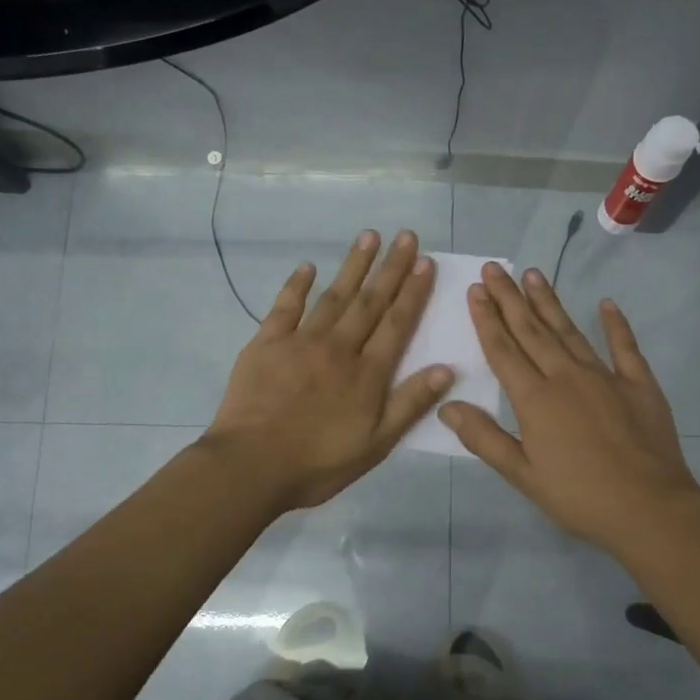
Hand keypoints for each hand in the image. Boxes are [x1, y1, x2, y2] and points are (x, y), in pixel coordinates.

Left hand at [203, 229, 453, 511]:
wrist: (252, 465)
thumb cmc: (318, 462)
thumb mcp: (376, 443)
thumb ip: (410, 404)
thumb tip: (447, 368)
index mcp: (367, 373)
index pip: (397, 324)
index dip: (413, 292)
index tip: (425, 262)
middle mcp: (338, 348)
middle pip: (370, 301)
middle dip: (390, 267)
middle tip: (405, 235)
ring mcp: (300, 341)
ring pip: (333, 296)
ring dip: (353, 265)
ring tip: (369, 236)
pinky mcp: (266, 343)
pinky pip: (285, 306)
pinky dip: (298, 285)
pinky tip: (308, 266)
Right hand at [438, 262, 699, 555]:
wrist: (650, 508)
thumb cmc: (579, 497)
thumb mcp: (522, 475)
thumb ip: (484, 438)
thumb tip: (447, 406)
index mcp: (535, 399)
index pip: (503, 350)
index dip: (487, 319)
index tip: (476, 290)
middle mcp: (566, 376)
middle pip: (532, 330)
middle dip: (510, 298)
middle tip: (495, 269)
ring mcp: (605, 376)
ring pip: (570, 331)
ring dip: (549, 302)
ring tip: (533, 274)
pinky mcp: (639, 384)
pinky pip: (624, 347)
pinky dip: (615, 324)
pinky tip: (606, 304)